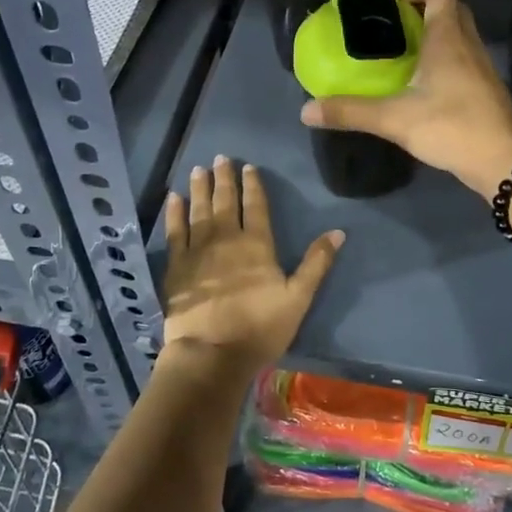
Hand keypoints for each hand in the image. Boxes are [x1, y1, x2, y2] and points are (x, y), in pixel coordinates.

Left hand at [160, 155, 343, 373]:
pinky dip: (175, 213)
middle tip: (220, 158)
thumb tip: (338, 231)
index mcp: (258, 244)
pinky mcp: (177, 265)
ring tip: (198, 170)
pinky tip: (173, 199)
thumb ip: (316, 263)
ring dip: (199, 188)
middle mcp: (227, 238)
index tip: (249, 167)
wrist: (212, 353)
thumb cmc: (260, 328)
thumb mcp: (298, 298)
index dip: (253, 185)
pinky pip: (175, 231)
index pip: (256, 206)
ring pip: (199, 210)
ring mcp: (198, 250)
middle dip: (224, 178)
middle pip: (226, 201)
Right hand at [300, 0, 511, 194]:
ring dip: (435, 37)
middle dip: (424, 11)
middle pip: (452, 11)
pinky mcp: (486, 91)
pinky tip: (424, 86)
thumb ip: (350, 112)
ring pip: (460, 37)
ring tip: (403, 54)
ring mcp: (482, 68)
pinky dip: (445, 61)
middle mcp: (468, 45)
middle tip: (393, 26)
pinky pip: (464, 61)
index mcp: (448, 39)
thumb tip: (306, 110)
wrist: (504, 163)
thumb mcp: (394, 119)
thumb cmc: (451, 127)